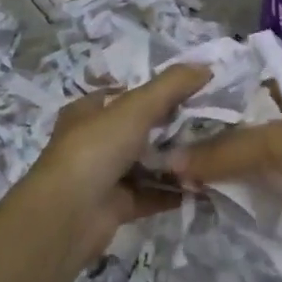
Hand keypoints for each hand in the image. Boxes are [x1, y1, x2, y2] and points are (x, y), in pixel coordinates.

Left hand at [30, 63, 211, 265]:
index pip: (125, 94)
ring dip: (175, 162)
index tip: (192, 91)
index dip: (156, 91)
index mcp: (89, 112)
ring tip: (212, 154)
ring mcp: (104, 175)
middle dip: (172, 127)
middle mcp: (94, 141)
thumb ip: (171, 85)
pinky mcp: (116, 206)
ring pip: (146, 164)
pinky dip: (173, 191)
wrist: (68, 214)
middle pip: (139, 130)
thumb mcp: (136, 107)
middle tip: (211, 123)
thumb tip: (206, 67)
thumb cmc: (96, 148)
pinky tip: (203, 186)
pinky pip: (151, 194)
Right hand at [167, 86, 281, 281]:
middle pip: (236, 126)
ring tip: (159, 168)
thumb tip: (171, 162)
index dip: (204, 95)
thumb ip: (227, 150)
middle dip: (201, 135)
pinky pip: (248, 190)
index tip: (163, 105)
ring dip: (209, 166)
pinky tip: (189, 193)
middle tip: (152, 142)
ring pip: (239, 159)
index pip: (239, 87)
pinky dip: (225, 193)